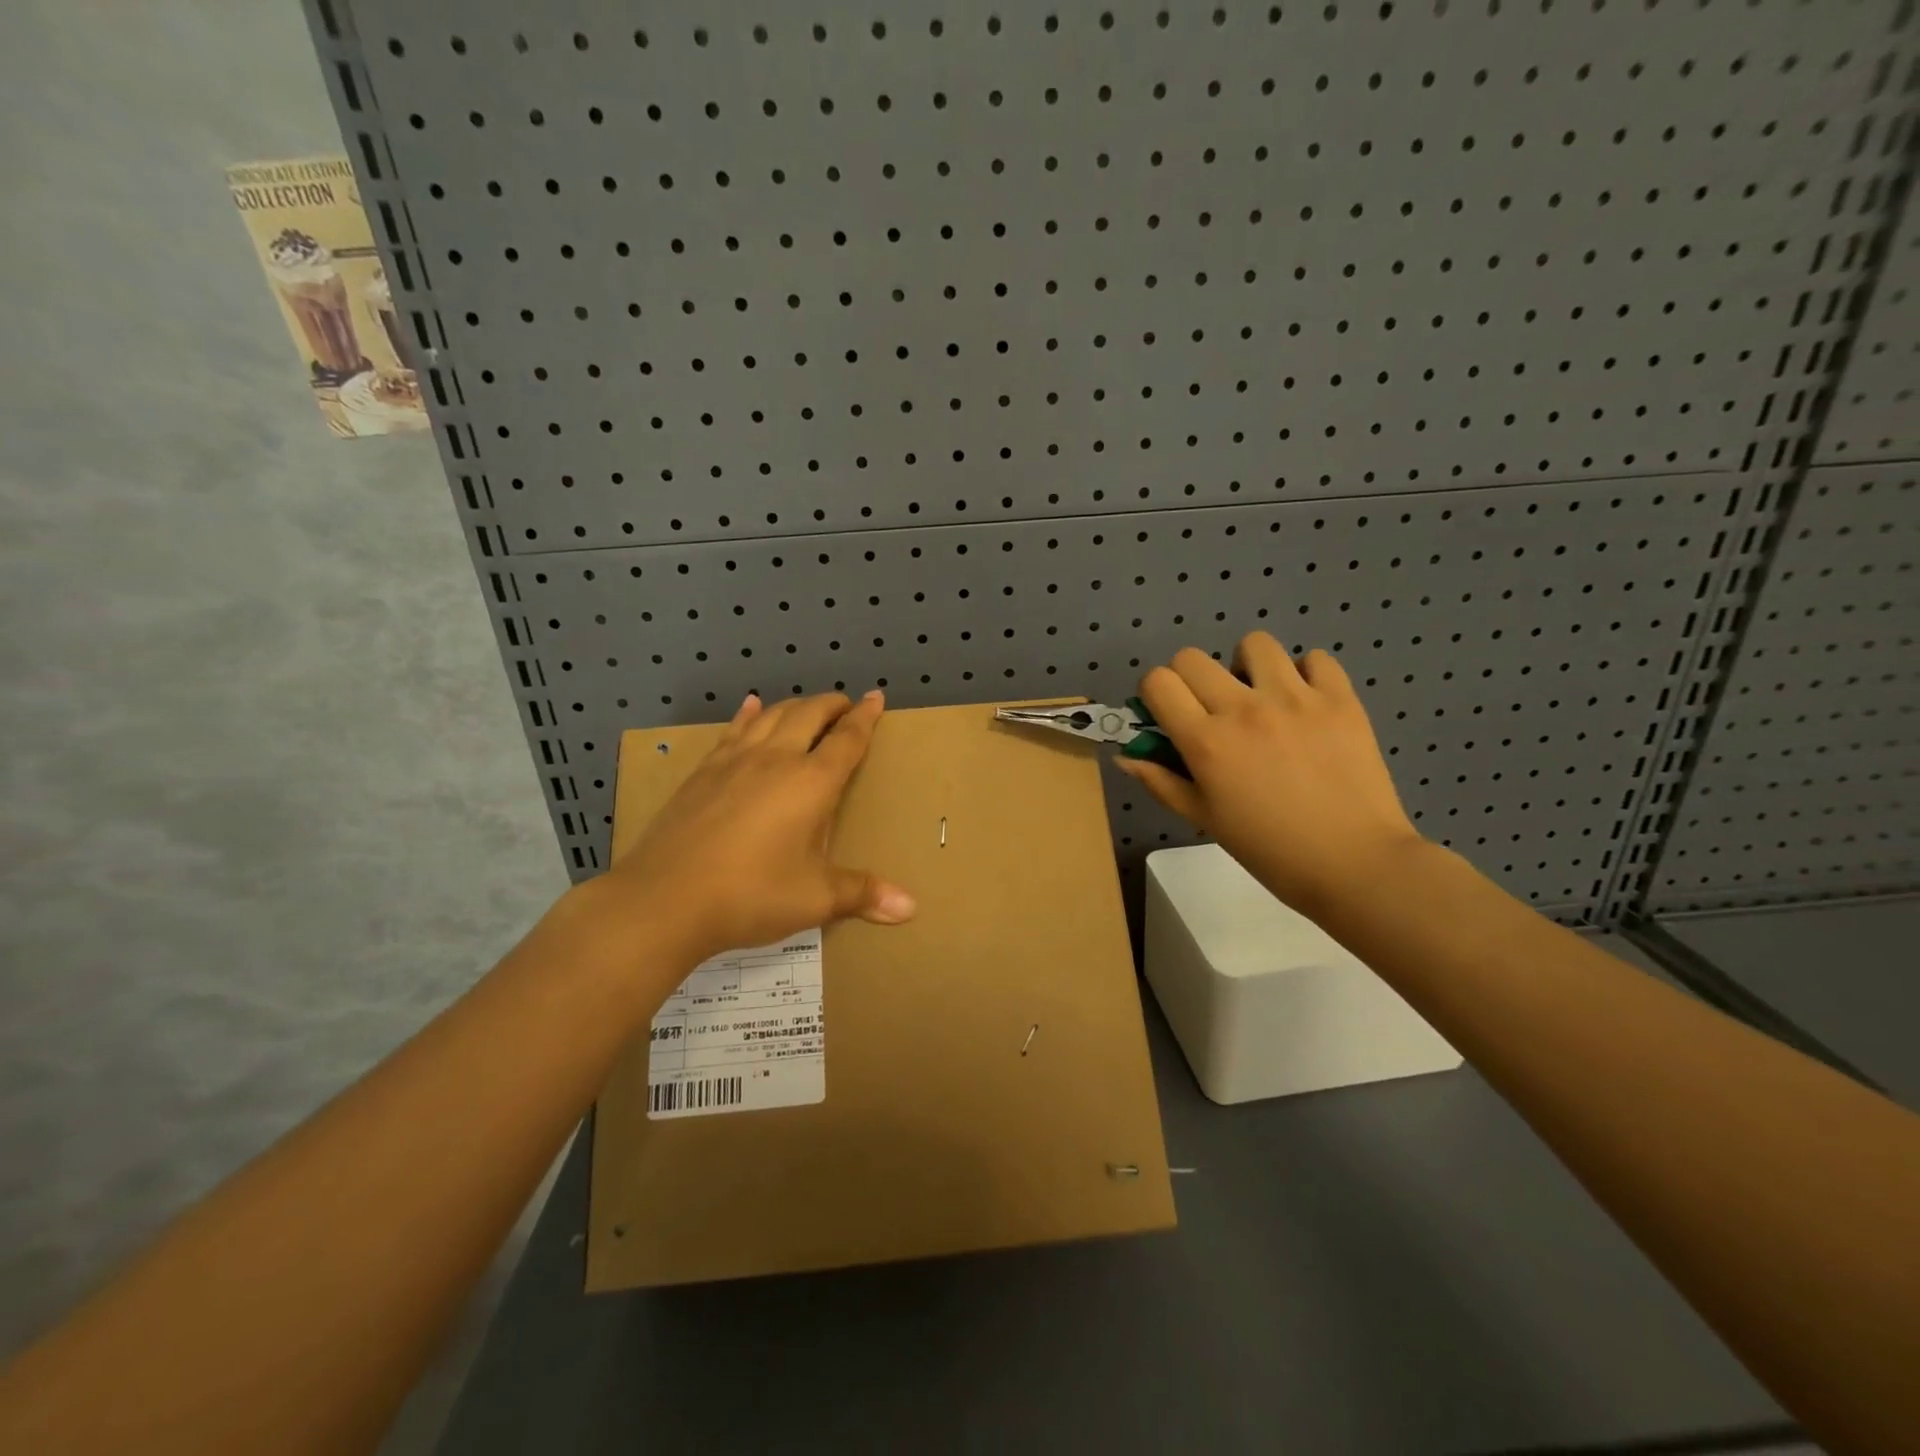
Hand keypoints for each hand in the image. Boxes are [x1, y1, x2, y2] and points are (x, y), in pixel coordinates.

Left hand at [606, 690, 916, 963]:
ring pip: (772, 715)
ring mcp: (734, 761)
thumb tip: (911, 908)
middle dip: (831, 705)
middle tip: (845, 705)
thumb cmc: (752, 895)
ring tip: (807, 707)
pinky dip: (749, 714)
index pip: (847, 739)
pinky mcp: (703, 772)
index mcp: (812, 783)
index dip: (865, 717)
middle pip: (809, 715)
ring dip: (795, 705)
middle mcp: (776, 759)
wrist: (665, 899)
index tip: (875, 697)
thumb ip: (863, 894)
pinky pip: (734, 730)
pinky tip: (750, 707)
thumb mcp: (816, 899)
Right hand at [1119, 632, 1426, 918]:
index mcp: (1205, 741)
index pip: (1157, 682)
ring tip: (1261, 696)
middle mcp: (1243, 708)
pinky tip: (1305, 703)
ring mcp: (1295, 698)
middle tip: (1210, 709)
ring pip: (1253, 644)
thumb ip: (1160, 781)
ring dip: (1246, 666)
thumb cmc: (1270, 849)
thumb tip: (1126, 756)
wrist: (1355, 864)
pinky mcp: (1340, 698)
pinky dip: (1305, 674)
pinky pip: (1315, 658)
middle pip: (1192, 657)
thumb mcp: (1204, 819)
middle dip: (1189, 679)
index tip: (1168, 714)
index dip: (1155, 694)